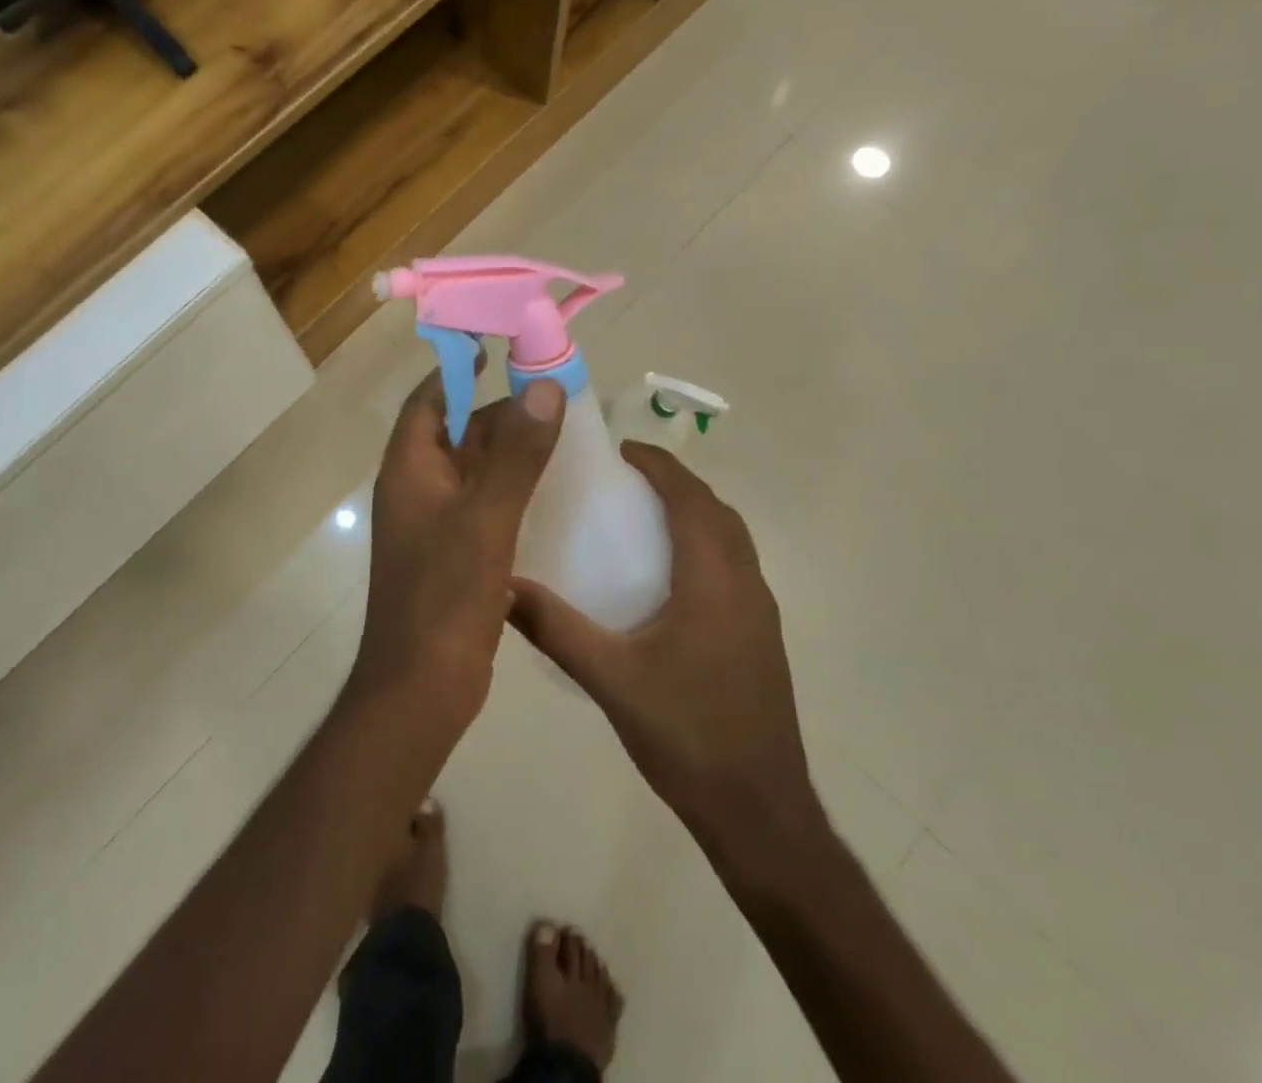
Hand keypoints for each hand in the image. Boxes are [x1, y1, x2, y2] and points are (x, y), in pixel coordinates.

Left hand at [357, 366, 565, 732]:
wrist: (421, 688)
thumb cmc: (444, 596)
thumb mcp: (485, 518)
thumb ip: (516, 454)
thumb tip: (543, 387)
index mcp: (410, 470)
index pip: (429, 401)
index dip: (458, 371)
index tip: (498, 348)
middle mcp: (417, 489)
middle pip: (456, 432)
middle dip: (498, 410)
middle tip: (550, 393)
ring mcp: (435, 524)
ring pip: (473, 469)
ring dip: (509, 450)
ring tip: (561, 433)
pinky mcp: (456, 553)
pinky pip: (484, 504)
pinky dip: (512, 489)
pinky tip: (551, 490)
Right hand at [510, 443, 823, 877]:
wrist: (759, 811)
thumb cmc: (686, 734)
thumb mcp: (609, 678)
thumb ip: (554, 628)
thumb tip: (501, 584)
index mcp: (714, 580)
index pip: (691, 498)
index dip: (660, 465)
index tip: (621, 449)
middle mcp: (745, 584)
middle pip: (716, 510)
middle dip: (676, 482)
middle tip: (626, 476)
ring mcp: (760, 612)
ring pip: (731, 538)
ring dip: (694, 512)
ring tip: (644, 514)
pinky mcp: (761, 637)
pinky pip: (733, 566)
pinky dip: (704, 544)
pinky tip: (668, 575)